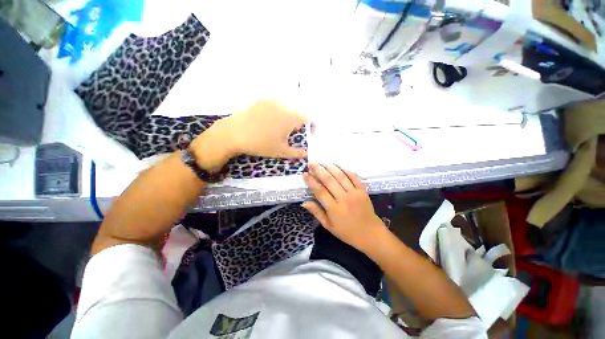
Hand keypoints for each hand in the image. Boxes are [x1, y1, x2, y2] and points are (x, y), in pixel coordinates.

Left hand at [191, 100, 307, 171]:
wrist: (234, 133)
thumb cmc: (261, 144)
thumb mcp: (281, 151)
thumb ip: (297, 153)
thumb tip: (306, 154)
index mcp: (292, 117)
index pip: (311, 117)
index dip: (315, 126)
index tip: (311, 135)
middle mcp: (285, 105)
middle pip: (301, 111)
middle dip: (303, 122)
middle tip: (295, 133)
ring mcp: (273, 100)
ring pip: (290, 106)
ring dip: (292, 116)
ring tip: (283, 128)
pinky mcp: (262, 100)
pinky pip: (278, 104)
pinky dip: (281, 111)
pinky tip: (271, 121)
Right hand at [302, 164, 387, 253]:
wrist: (370, 234)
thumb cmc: (347, 232)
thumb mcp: (328, 226)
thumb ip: (317, 212)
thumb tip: (304, 202)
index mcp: (334, 209)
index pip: (320, 191)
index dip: (311, 181)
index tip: (305, 173)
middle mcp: (343, 199)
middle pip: (329, 181)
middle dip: (319, 170)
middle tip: (311, 163)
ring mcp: (354, 193)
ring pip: (341, 176)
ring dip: (330, 167)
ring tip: (322, 161)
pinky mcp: (363, 190)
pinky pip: (353, 177)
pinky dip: (345, 169)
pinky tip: (338, 165)